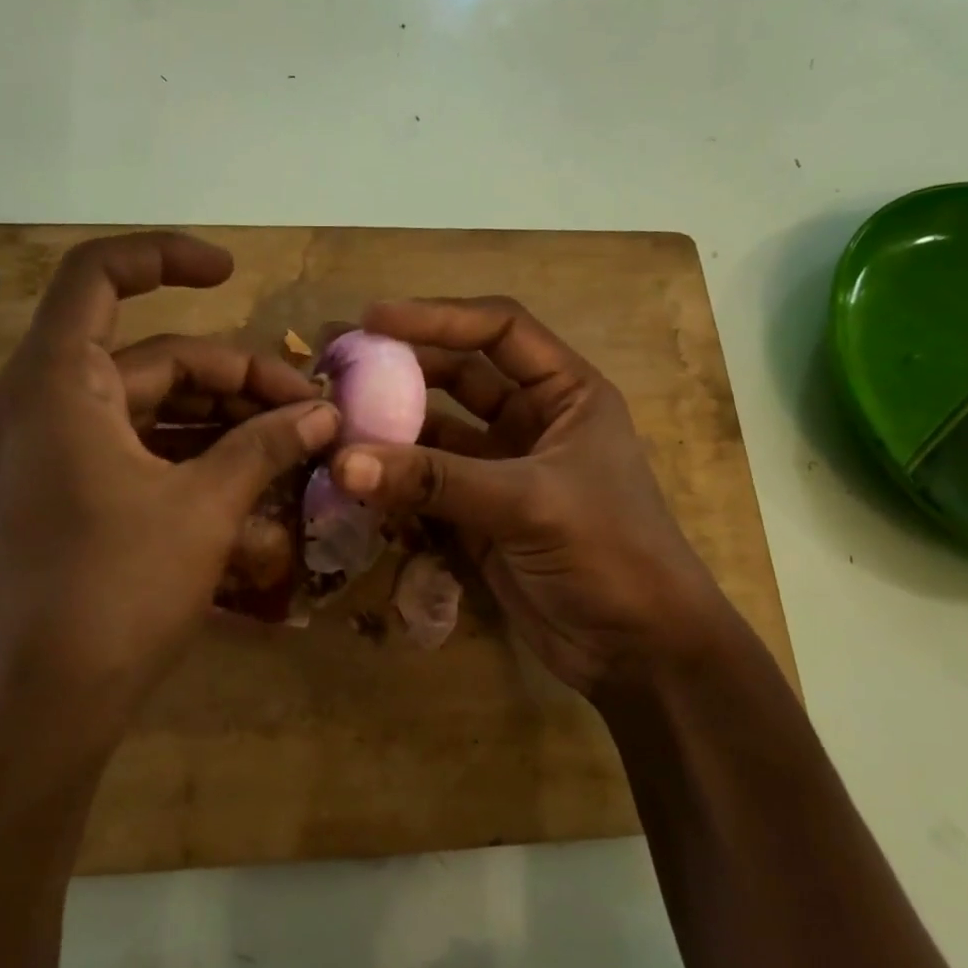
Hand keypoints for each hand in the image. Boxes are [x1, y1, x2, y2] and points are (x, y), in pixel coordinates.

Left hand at [0, 232, 337, 743]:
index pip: (100, 276)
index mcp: (60, 382)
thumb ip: (266, 446)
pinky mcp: (72, 497)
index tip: (233, 273)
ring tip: (296, 446)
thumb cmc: (115, 590)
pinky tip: (255, 482)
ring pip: (156, 408)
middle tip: (309, 410)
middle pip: (155, 356)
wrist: (42, 706)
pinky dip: (197, 457)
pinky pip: (143, 452)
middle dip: (237, 376)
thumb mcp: (204, 508)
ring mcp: (57, 455)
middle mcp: (48, 404)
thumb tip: (324, 412)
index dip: (167, 257)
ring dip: (226, 421)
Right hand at [330, 297, 736, 699]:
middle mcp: (533, 421)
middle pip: (459, 375)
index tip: (373, 320)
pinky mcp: (480, 517)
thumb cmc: (609, 554)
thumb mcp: (528, 504)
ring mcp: (503, 470)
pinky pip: (427, 484)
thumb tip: (343, 461)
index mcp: (567, 393)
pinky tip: (351, 476)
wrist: (636, 650)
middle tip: (336, 365)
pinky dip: (393, 480)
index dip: (437, 318)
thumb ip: (435, 480)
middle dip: (401, 368)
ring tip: (330, 420)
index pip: (499, 332)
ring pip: (437, 432)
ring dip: (390, 427)